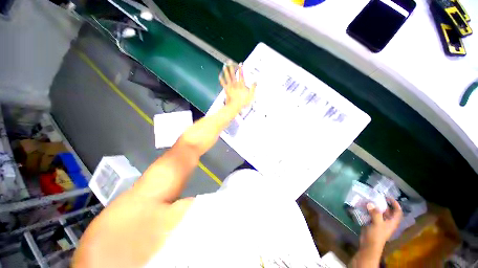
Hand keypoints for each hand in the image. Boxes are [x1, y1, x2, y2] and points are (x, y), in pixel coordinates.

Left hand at [219, 62, 255, 109]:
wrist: (235, 106)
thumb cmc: (242, 102)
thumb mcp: (251, 96)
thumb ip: (253, 88)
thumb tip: (255, 82)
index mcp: (241, 85)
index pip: (241, 75)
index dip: (241, 69)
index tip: (240, 64)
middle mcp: (235, 84)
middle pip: (233, 74)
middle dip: (231, 67)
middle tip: (230, 62)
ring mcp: (230, 86)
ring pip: (227, 77)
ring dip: (226, 71)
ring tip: (224, 66)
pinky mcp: (226, 90)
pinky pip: (223, 83)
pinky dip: (221, 79)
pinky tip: (220, 76)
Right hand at [361, 198, 402, 248]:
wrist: (369, 244)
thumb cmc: (376, 235)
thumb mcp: (377, 224)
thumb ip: (375, 213)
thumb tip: (370, 203)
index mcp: (392, 222)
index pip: (398, 212)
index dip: (395, 204)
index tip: (388, 197)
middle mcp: (387, 222)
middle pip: (388, 211)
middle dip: (383, 204)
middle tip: (376, 196)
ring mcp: (379, 223)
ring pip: (379, 212)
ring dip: (375, 206)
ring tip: (369, 199)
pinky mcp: (372, 223)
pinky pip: (372, 215)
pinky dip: (369, 210)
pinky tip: (363, 206)